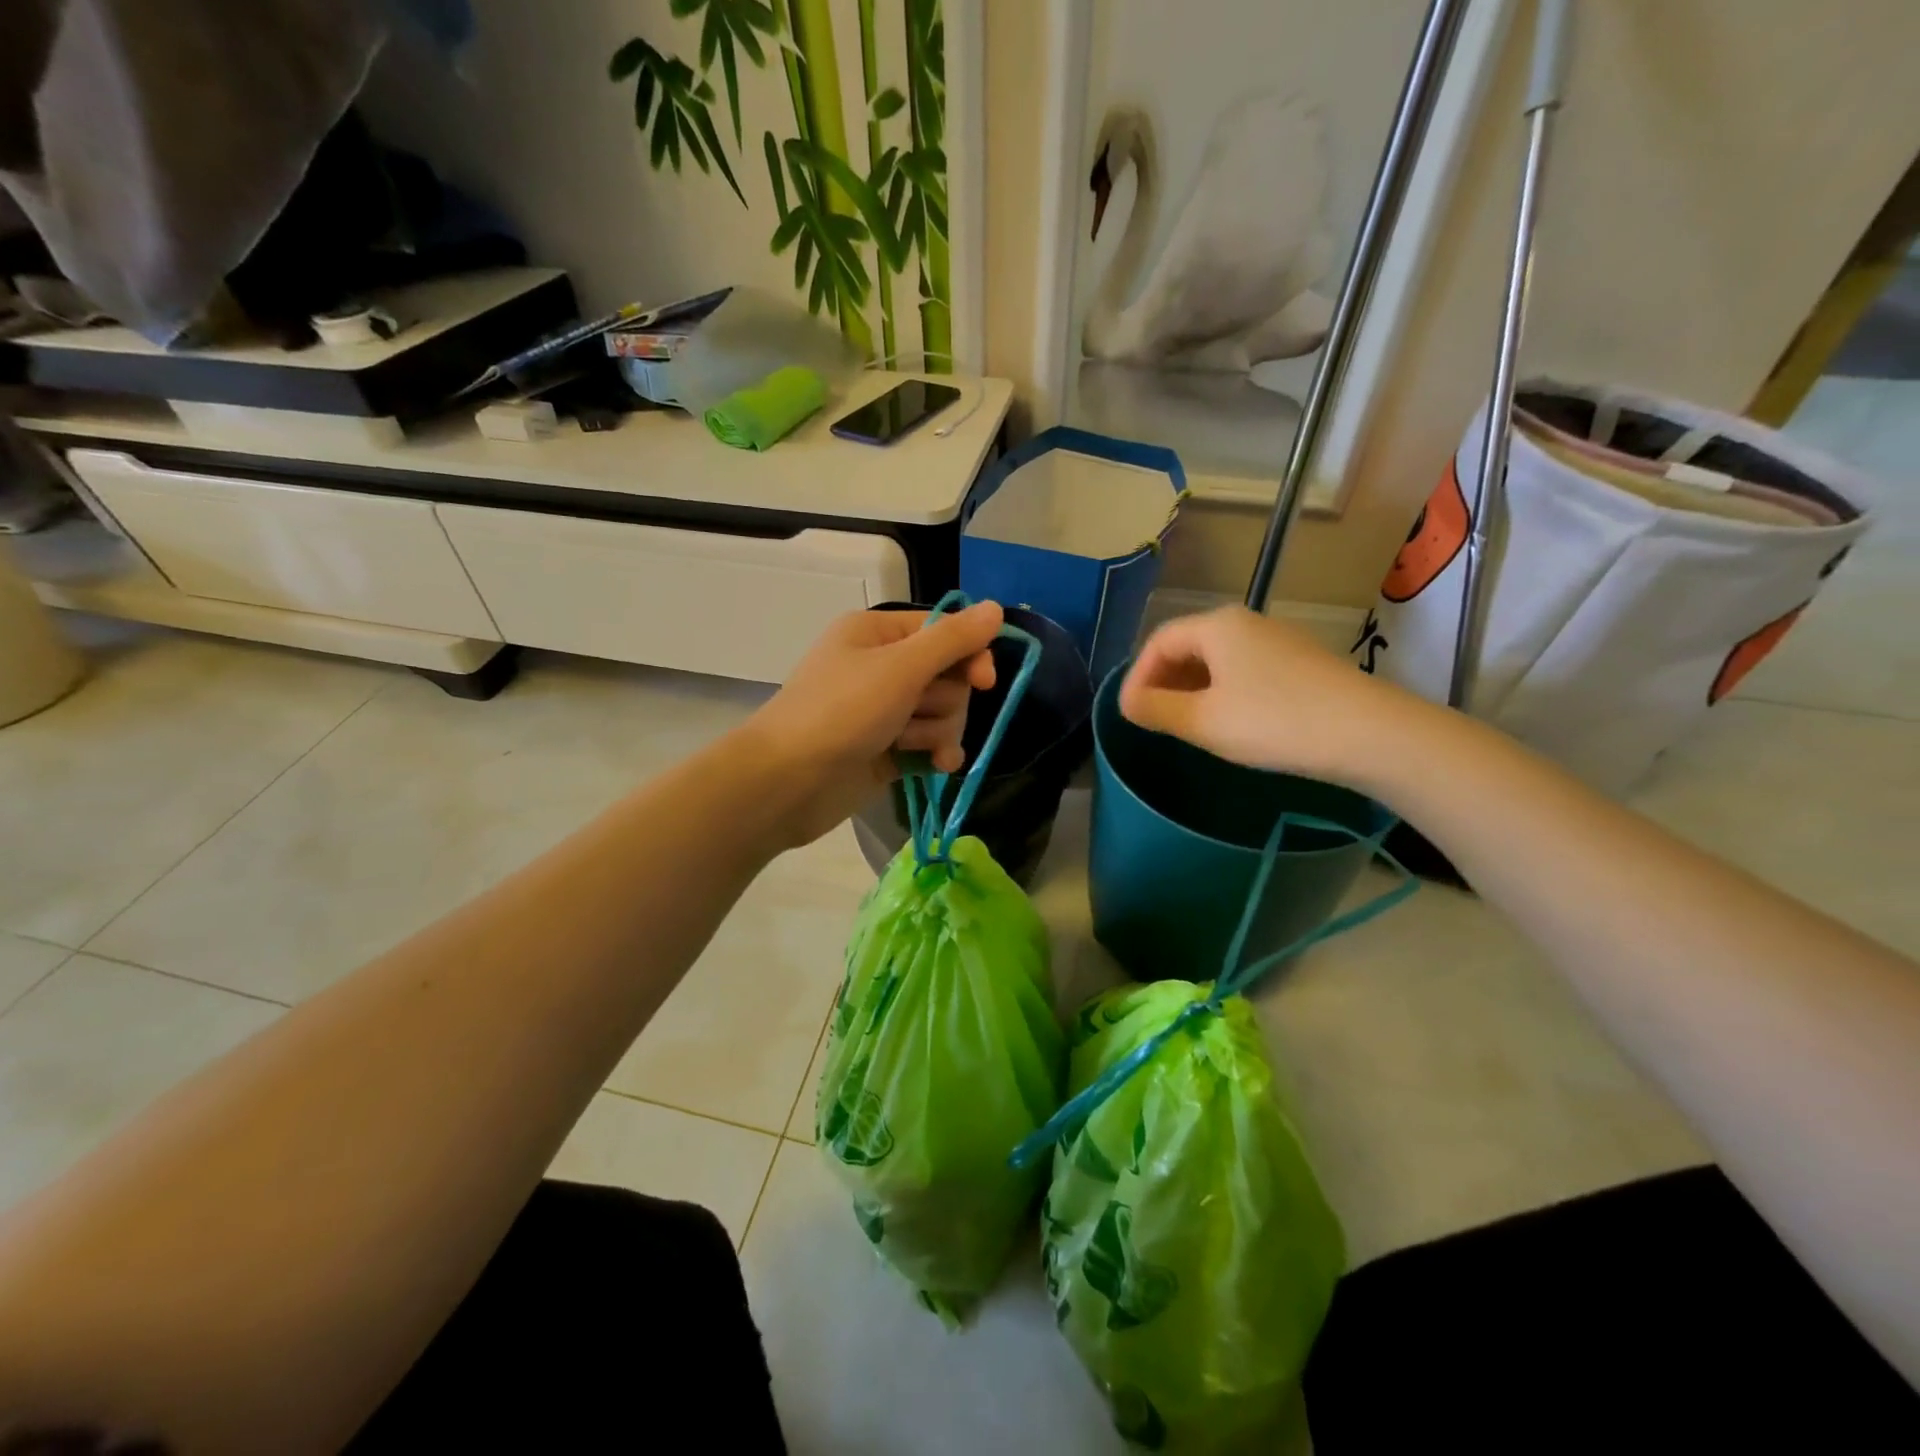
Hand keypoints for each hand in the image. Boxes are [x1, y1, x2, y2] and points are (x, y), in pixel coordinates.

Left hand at [742, 602, 1001, 845]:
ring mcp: (884, 711)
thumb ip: (952, 640)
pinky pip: (930, 743)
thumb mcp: (901, 667)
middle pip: (947, 675)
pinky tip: (938, 766)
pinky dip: (936, 753)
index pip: (944, 631)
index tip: (984, 682)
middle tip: (917, 713)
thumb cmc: (841, 711)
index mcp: (878, 633)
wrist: (788, 781)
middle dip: (944, 700)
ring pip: (942, 713)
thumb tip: (996, 608)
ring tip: (907, 744)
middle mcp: (882, 666)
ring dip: (934, 730)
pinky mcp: (887, 749)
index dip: (969, 654)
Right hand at [1120, 606, 1427, 787]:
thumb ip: (1156, 710)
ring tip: (1185, 723)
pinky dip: (1222, 691)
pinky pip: (1244, 670)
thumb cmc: (1274, 721)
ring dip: (1192, 688)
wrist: (1369, 732)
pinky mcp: (1300, 663)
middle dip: (1163, 681)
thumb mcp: (1204, 721)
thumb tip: (1127, 703)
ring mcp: (1278, 641)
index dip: (1136, 677)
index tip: (1129, 714)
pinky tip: (1229, 721)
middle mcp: (1246, 623)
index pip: (1158, 642)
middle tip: (1153, 719)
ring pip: (1217, 659)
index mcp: (1217, 626)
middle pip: (1188, 645)